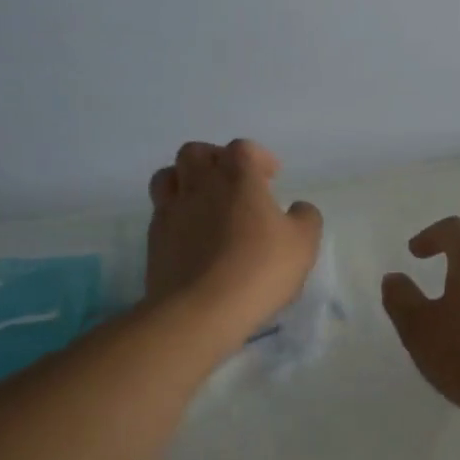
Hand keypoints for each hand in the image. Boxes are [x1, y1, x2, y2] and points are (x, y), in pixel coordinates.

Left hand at [146, 140, 322, 336]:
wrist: (200, 311)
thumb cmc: (259, 269)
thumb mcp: (303, 244)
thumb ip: (305, 218)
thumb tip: (297, 208)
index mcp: (238, 177)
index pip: (243, 149)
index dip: (258, 158)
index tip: (271, 178)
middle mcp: (200, 184)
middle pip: (196, 152)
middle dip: (215, 160)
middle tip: (233, 184)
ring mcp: (172, 210)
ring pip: (168, 176)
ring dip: (185, 180)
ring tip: (204, 202)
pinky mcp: (154, 239)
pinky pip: (160, 211)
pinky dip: (175, 214)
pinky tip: (191, 235)